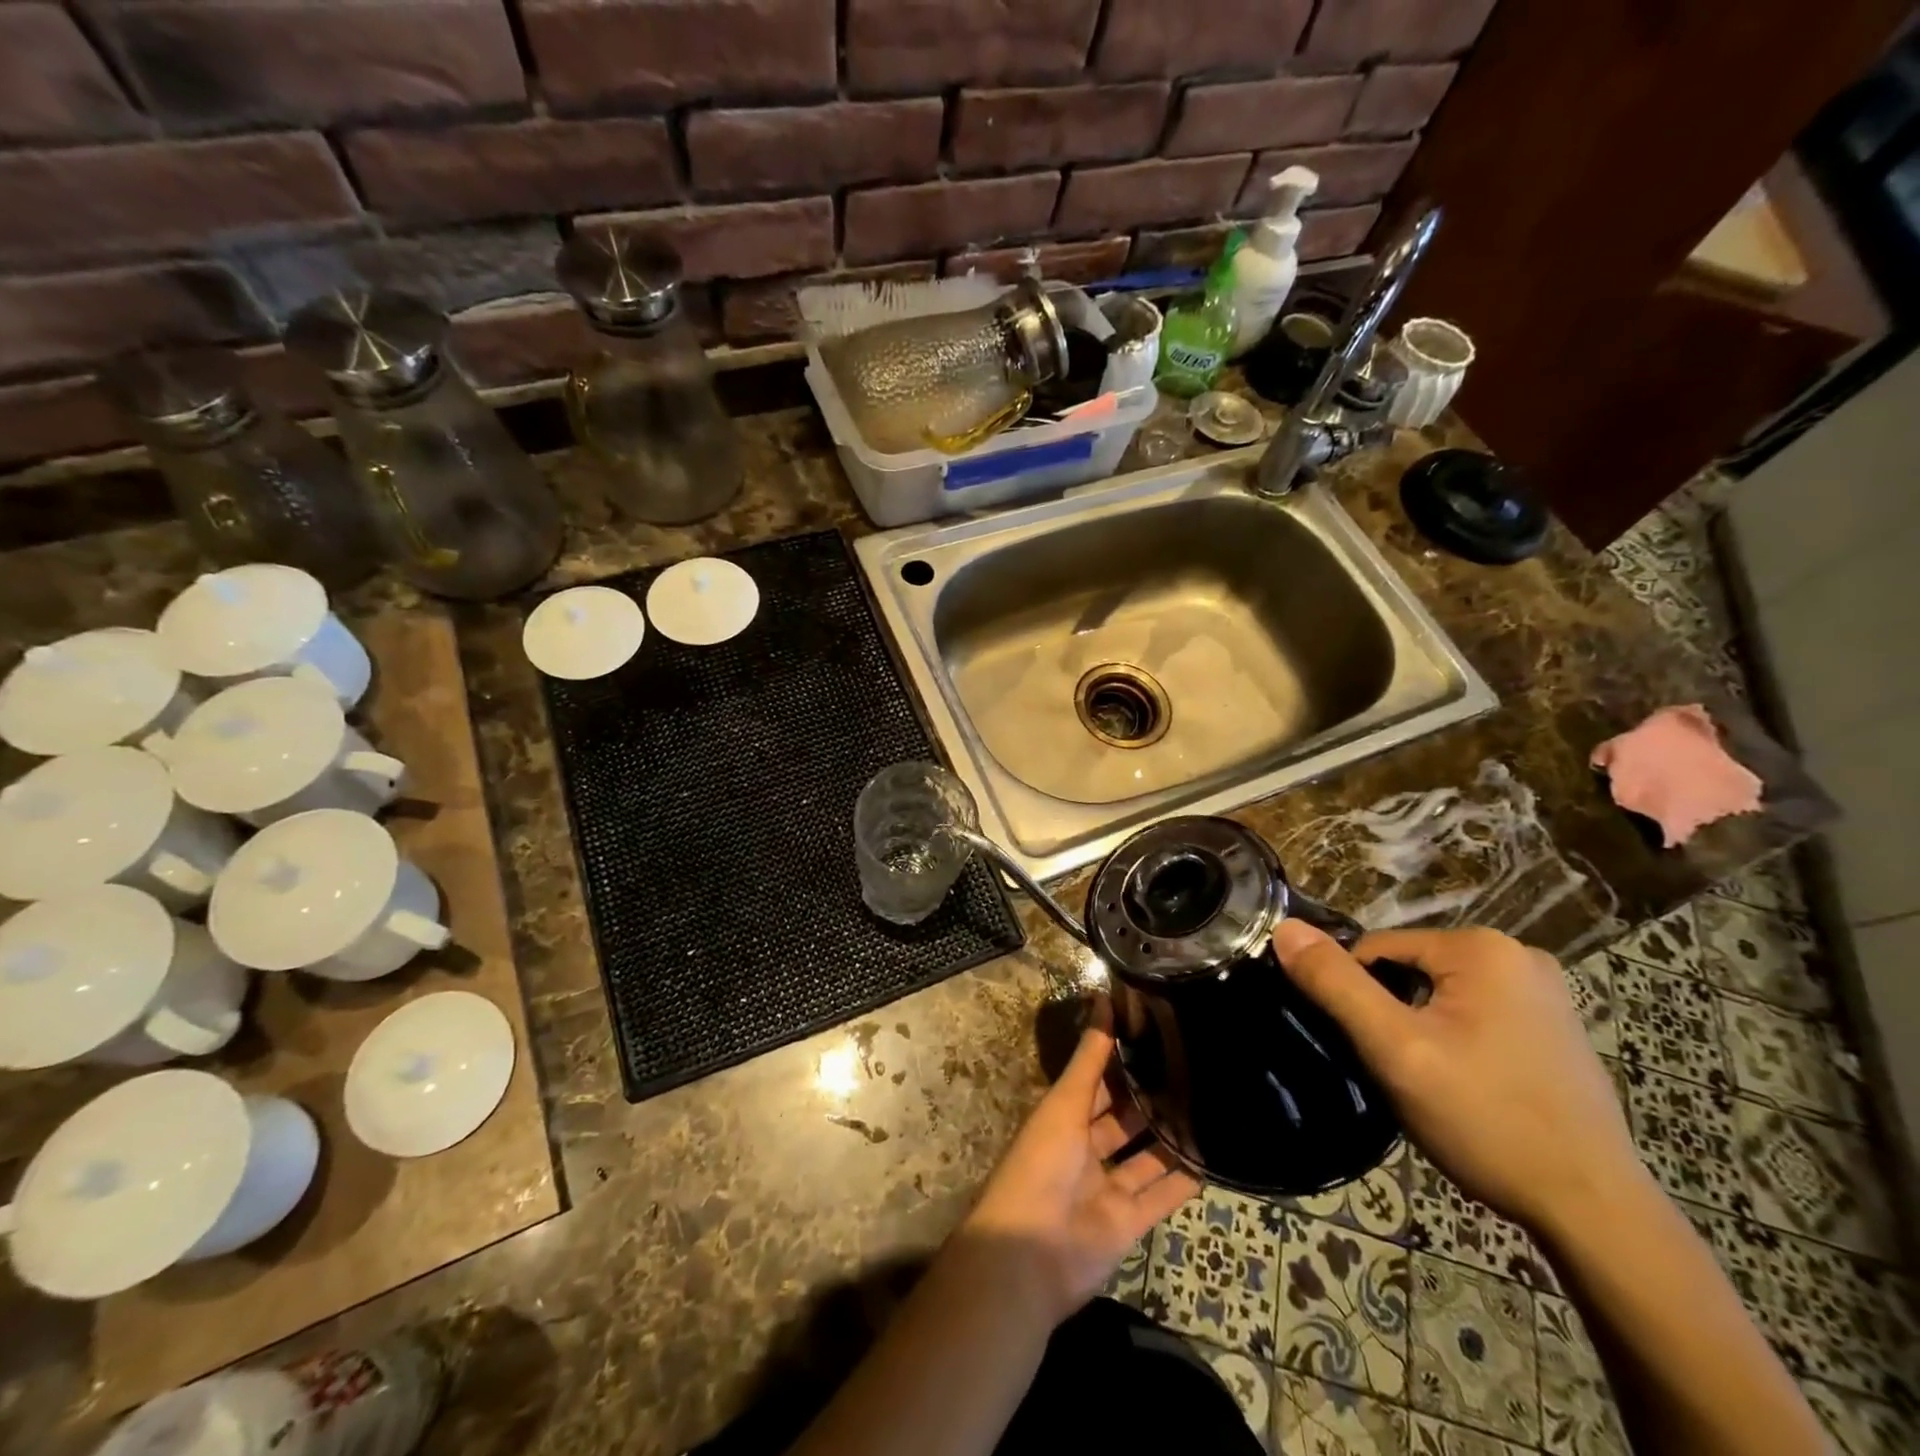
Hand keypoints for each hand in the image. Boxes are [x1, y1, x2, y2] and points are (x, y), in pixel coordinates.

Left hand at [962, 1006, 1201, 1323]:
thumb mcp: (1065, 1103)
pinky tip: (1213, 1156)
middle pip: (1124, 1116)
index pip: (1097, 1079)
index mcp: (1064, 1116)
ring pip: (1146, 1155)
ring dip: (1172, 1135)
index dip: (1121, 1056)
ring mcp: (1108, 1186)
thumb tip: (1103, 998)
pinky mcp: (1129, 1222)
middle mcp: (1086, 1147)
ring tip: (1210, 1104)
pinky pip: (1161, 1195)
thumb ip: (1089, 1058)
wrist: (1030, 1255)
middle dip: (1152, 1095)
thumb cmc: (1041, 1164)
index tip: (1157, 1030)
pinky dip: (1184, 1179)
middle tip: (1195, 1065)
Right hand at [1271, 920, 1643, 1237]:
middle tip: (1401, 1071)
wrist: (1595, 1211)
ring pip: (1441, 995)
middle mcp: (1519, 954)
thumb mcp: (1394, 1049)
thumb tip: (1284, 928)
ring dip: (1421, 1029)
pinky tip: (1468, 1087)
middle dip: (1392, 1014)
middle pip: (1411, 970)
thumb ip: (1335, 984)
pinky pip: (1477, 1014)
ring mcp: (1546, 992)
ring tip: (1431, 1083)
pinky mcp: (1557, 1027)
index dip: (1357, 997)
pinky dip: (1457, 1040)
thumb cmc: (1487, 1120)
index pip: (1376, 950)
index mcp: (1481, 947)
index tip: (1366, 1049)